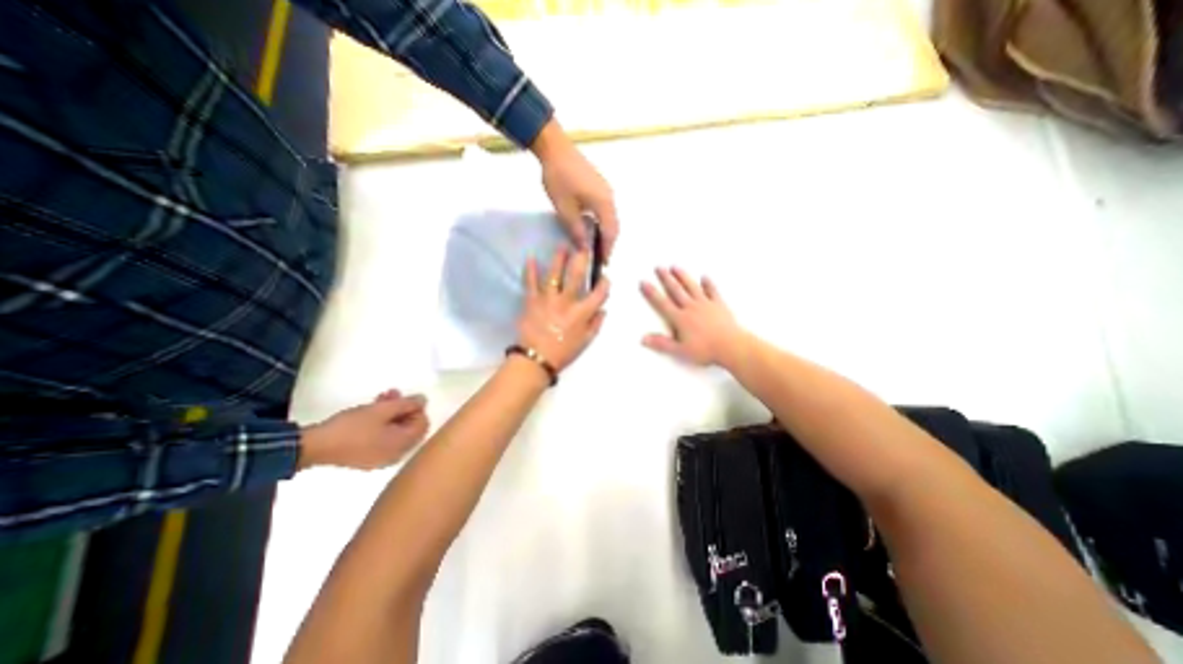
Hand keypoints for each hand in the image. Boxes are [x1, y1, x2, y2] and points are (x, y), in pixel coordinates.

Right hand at [301, 390, 429, 471]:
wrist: (313, 447)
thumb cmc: (353, 427)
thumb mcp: (382, 410)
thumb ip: (406, 404)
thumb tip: (423, 400)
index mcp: (403, 445)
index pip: (423, 424)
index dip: (417, 408)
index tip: (405, 397)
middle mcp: (396, 455)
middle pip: (409, 428)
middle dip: (403, 408)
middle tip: (392, 393)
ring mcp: (380, 459)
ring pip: (395, 431)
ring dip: (391, 413)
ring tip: (381, 398)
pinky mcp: (366, 458)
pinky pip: (383, 439)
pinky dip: (382, 424)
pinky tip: (370, 412)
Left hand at [520, 246, 609, 376]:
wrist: (536, 359)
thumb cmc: (563, 352)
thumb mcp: (585, 342)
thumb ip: (596, 324)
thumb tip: (603, 309)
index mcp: (581, 313)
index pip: (598, 294)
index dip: (604, 283)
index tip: (605, 277)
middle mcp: (566, 302)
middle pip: (576, 276)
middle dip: (582, 259)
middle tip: (584, 248)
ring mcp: (548, 299)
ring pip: (554, 274)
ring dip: (559, 258)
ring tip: (562, 246)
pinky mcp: (531, 301)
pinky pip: (530, 282)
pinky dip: (529, 270)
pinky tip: (530, 257)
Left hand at [528, 119, 620, 257]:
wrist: (555, 148)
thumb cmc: (559, 180)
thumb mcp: (565, 210)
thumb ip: (577, 231)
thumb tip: (585, 249)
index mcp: (604, 204)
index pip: (611, 232)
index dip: (608, 249)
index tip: (604, 263)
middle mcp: (610, 197)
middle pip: (613, 225)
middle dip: (608, 242)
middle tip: (601, 257)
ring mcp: (605, 190)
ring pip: (609, 217)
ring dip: (605, 232)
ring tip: (596, 245)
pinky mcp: (599, 185)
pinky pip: (605, 209)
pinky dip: (601, 222)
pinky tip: (592, 227)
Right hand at [642, 264, 740, 367]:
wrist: (731, 346)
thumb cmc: (706, 350)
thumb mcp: (680, 350)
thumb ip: (661, 344)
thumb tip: (643, 339)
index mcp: (680, 318)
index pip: (662, 303)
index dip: (652, 293)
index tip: (644, 282)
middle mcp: (691, 307)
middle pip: (676, 290)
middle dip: (666, 278)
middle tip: (658, 267)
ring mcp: (706, 304)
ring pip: (692, 287)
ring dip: (683, 276)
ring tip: (675, 267)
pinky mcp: (719, 305)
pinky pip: (712, 291)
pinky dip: (708, 284)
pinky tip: (705, 277)